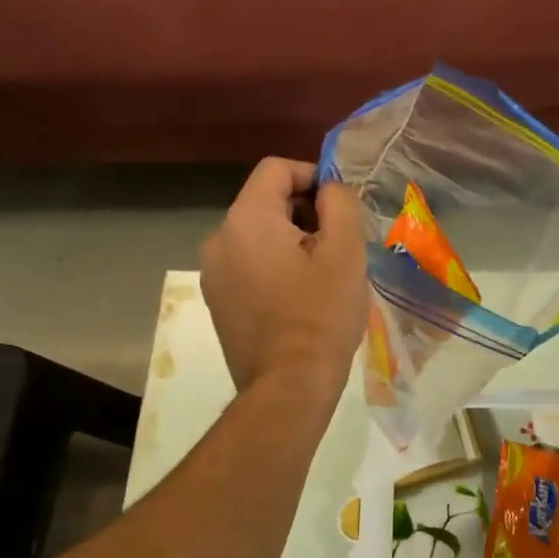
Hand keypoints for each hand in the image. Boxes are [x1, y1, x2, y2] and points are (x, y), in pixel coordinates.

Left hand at [201, 159, 368, 396]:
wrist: (288, 387)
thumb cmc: (321, 316)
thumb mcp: (345, 253)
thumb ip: (340, 203)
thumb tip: (329, 188)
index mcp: (246, 219)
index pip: (276, 170)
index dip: (313, 177)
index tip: (340, 207)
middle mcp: (219, 238)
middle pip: (264, 201)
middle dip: (304, 212)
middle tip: (338, 245)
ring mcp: (213, 273)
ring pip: (257, 235)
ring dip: (291, 241)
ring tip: (322, 274)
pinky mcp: (217, 301)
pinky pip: (248, 264)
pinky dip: (273, 266)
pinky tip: (299, 297)